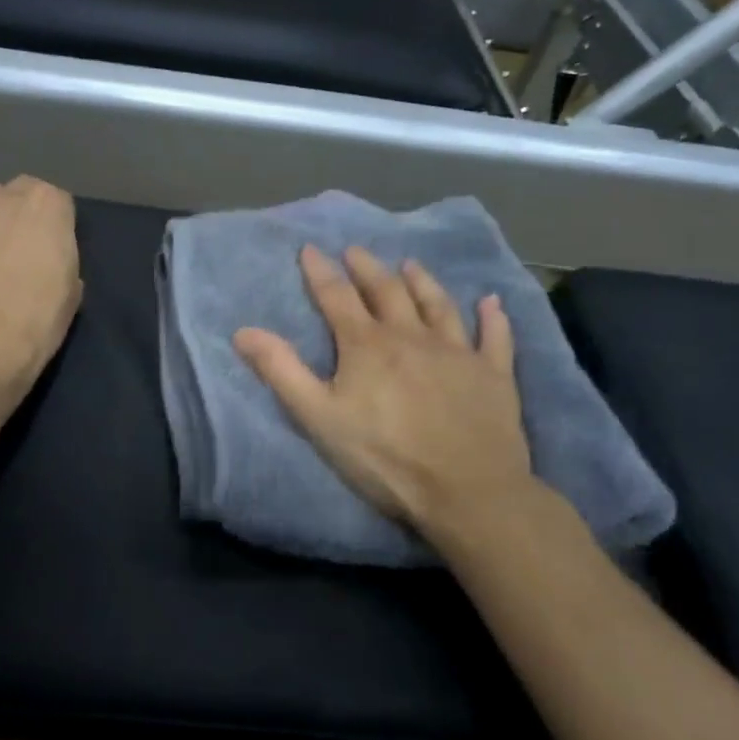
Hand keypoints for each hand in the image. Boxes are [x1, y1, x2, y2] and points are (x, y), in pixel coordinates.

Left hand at [0, 177, 82, 404]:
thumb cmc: (38, 319)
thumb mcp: (71, 290)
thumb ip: (60, 258)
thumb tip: (47, 257)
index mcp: (45, 205)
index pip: (57, 201)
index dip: (56, 225)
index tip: (55, 249)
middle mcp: (2, 199)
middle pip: (15, 194)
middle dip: (20, 214)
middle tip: (23, 249)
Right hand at [234, 246, 545, 548]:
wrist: (466, 489)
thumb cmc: (384, 456)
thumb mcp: (319, 417)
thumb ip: (281, 371)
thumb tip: (243, 331)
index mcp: (367, 345)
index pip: (337, 297)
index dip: (321, 272)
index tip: (310, 249)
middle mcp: (412, 336)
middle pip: (387, 291)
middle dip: (368, 268)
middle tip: (357, 250)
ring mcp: (458, 352)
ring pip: (438, 305)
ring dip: (422, 282)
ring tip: (411, 264)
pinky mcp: (493, 374)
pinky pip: (495, 338)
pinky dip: (493, 318)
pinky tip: (492, 303)